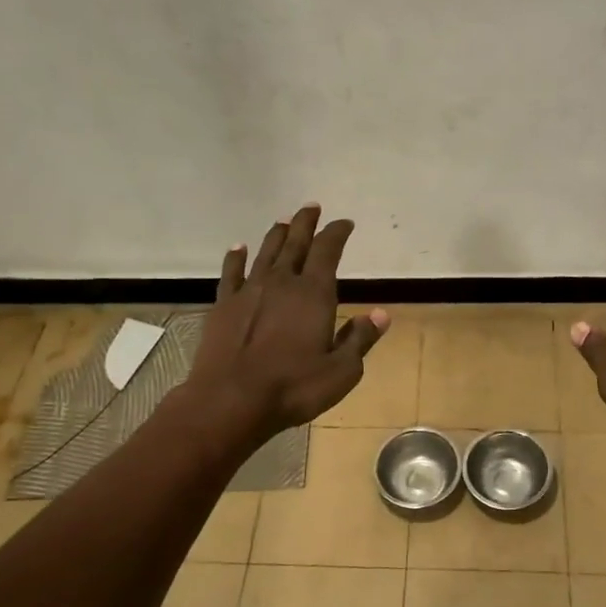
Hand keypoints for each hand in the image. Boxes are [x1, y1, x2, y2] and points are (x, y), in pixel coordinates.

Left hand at [189, 204, 386, 440]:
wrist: (230, 400)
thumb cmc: (294, 387)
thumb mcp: (341, 370)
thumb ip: (360, 338)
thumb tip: (381, 314)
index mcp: (314, 294)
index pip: (328, 251)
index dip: (337, 233)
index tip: (344, 223)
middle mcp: (281, 282)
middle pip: (295, 242)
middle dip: (305, 223)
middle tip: (311, 207)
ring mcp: (249, 291)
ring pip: (265, 252)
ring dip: (277, 234)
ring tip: (284, 221)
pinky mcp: (223, 305)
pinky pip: (231, 272)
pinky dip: (236, 257)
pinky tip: (238, 248)